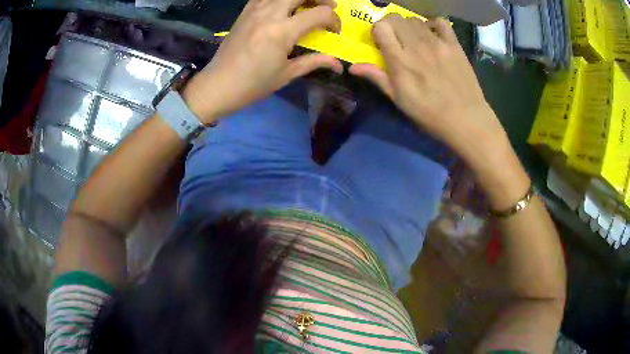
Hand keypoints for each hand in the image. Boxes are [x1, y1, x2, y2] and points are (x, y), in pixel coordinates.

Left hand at [183, 0, 342, 123]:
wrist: (219, 84)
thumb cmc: (254, 83)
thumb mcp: (287, 74)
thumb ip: (314, 62)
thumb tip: (338, 64)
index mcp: (283, 31)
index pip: (320, 14)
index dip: (334, 20)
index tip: (334, 31)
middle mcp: (270, 13)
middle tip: (327, 7)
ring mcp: (255, 9)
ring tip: (307, 5)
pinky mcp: (245, 11)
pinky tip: (283, 6)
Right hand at [349, 15, 507, 163]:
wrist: (466, 120)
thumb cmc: (429, 114)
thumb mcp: (398, 100)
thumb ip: (376, 78)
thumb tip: (352, 67)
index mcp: (400, 60)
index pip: (381, 27)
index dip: (377, 31)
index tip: (381, 42)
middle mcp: (416, 46)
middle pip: (396, 18)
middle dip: (391, 25)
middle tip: (397, 40)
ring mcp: (437, 43)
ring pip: (415, 19)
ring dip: (410, 26)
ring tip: (415, 40)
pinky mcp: (454, 45)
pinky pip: (441, 22)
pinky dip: (433, 24)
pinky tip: (433, 35)